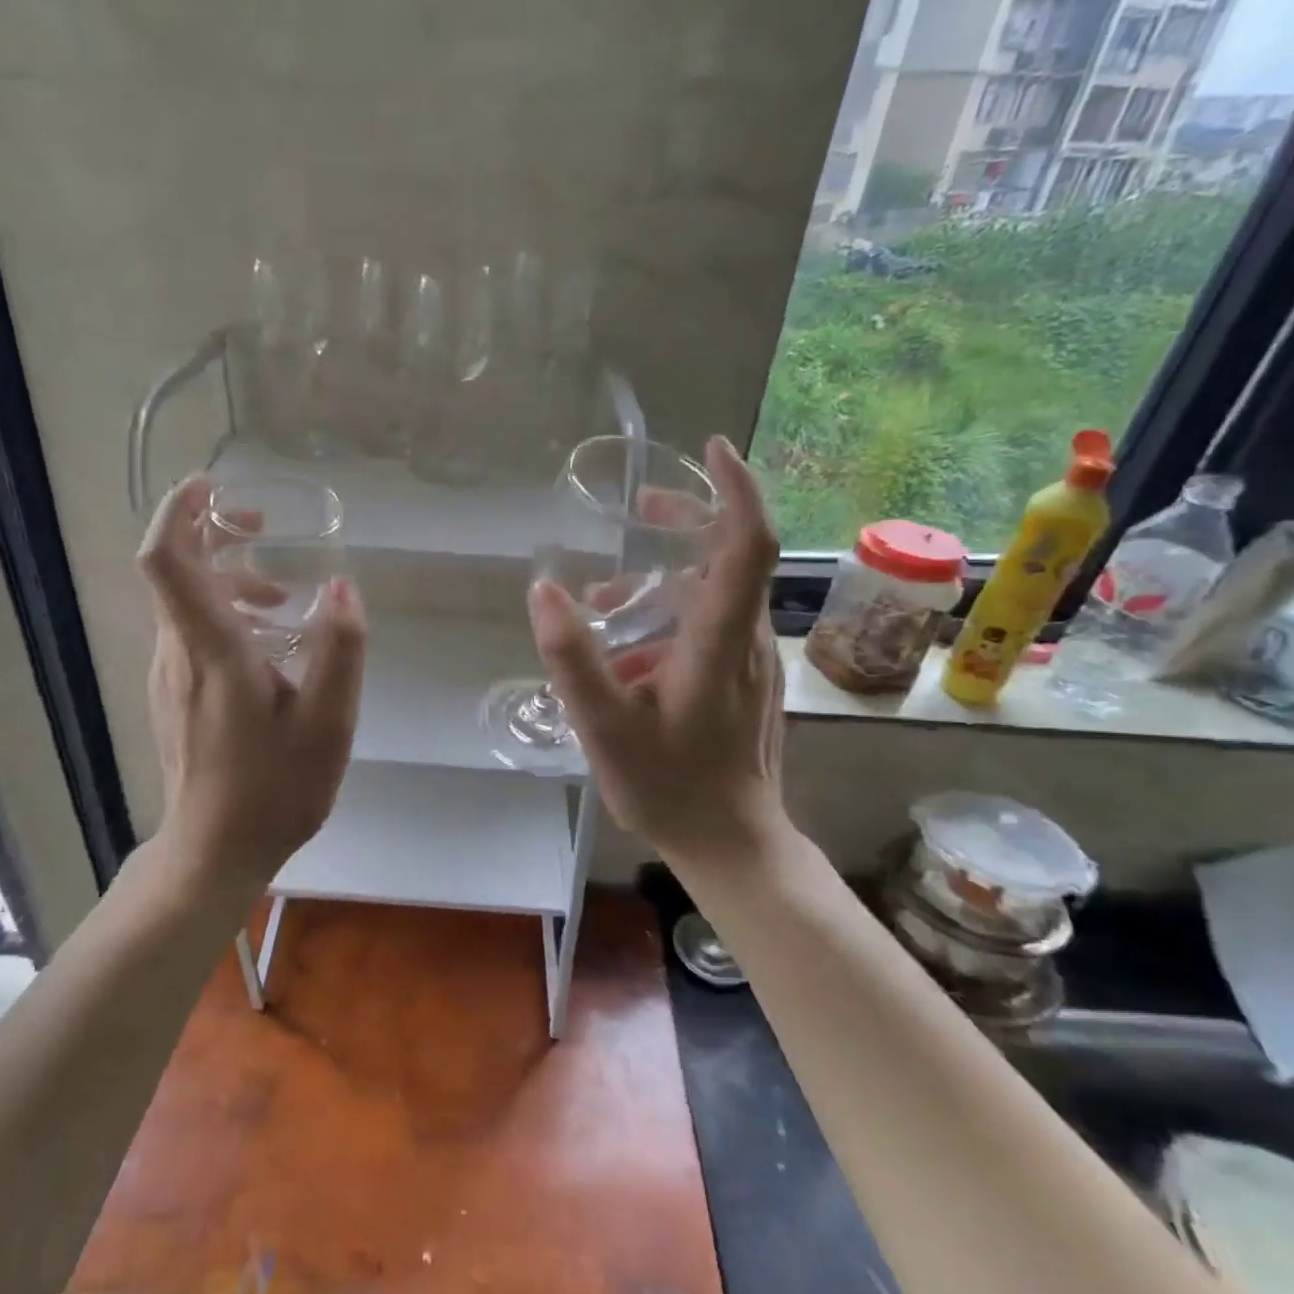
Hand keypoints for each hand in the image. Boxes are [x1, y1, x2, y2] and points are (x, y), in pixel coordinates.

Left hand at [138, 476, 366, 886]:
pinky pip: (190, 631)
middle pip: (175, 570)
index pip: (167, 561)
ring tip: (285, 598)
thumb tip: (343, 588)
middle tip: (264, 525)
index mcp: (211, 650)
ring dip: (228, 578)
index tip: (211, 486)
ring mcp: (169, 675)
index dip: (178, 511)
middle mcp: (177, 653)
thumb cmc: (274, 789)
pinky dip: (224, 612)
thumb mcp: (329, 723)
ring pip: (185, 602)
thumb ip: (340, 651)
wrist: (214, 852)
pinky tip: (269, 642)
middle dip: (213, 533)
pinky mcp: (174, 695)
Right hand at [528, 436, 789, 868]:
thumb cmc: (669, 786)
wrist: (731, 843)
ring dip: (666, 579)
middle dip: (688, 522)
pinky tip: (627, 653)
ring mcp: (750, 661)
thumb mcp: (605, 725)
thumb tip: (543, 588)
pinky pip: (711, 624)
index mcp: (717, 641)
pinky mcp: (744, 679)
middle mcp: (745, 639)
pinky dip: (670, 615)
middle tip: (640, 510)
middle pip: (732, 556)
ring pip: (716, 593)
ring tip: (606, 605)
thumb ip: (572, 657)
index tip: (711, 450)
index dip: (735, 490)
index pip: (746, 544)